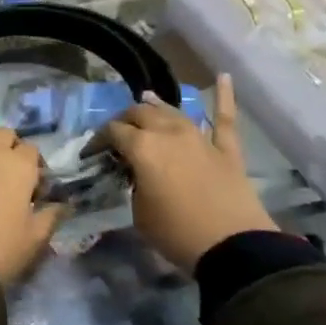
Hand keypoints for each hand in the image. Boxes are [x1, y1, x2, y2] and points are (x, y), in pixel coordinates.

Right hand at [98, 75, 276, 271]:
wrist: (233, 248)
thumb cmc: (177, 234)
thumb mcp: (139, 212)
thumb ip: (135, 183)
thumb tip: (138, 172)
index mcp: (142, 148)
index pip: (112, 132)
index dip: (98, 140)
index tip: (92, 153)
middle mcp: (168, 133)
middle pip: (140, 114)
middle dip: (124, 120)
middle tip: (117, 132)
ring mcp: (200, 137)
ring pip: (173, 112)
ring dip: (157, 105)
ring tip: (146, 100)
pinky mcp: (227, 149)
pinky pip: (224, 118)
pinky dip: (224, 96)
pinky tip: (223, 76)